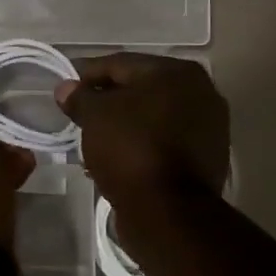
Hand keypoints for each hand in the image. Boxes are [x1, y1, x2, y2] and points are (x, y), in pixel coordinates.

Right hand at [56, 53, 229, 208]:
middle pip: (141, 89)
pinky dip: (141, 143)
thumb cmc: (130, 148)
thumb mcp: (95, 116)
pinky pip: (164, 141)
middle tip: (79, 112)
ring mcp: (209, 127)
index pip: (122, 64)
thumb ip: (80, 96)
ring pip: (153, 117)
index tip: (66, 88)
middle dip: (108, 100)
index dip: (88, 74)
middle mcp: (201, 92)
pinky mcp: (207, 158)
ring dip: (124, 124)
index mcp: (177, 72)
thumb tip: (66, 88)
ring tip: (94, 138)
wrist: (168, 211)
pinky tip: (117, 156)